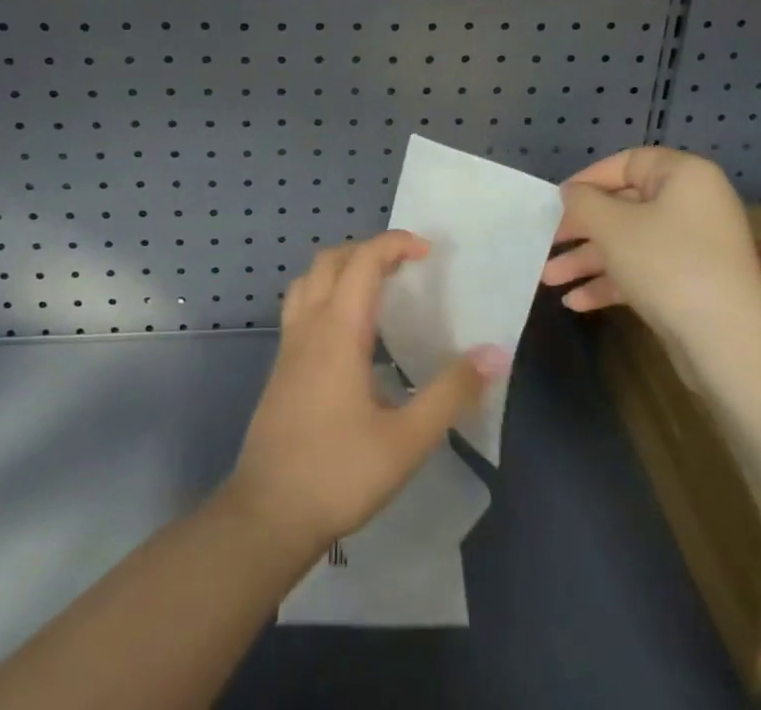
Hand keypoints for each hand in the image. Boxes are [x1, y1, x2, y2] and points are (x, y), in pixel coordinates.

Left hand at [225, 231, 511, 553]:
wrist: (266, 517)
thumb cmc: (338, 474)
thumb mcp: (406, 441)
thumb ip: (450, 394)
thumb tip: (494, 354)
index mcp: (338, 331)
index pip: (364, 261)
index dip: (395, 244)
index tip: (428, 251)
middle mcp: (309, 326)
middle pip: (331, 260)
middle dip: (369, 250)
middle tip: (405, 266)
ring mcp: (289, 346)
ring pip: (308, 280)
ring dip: (342, 268)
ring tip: (376, 288)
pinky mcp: (281, 368)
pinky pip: (301, 306)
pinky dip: (326, 294)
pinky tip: (349, 334)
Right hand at [542, 148, 760, 357]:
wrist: (728, 345)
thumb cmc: (666, 264)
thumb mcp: (612, 226)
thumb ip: (583, 202)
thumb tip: (573, 193)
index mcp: (684, 176)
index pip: (626, 163)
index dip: (588, 180)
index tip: (557, 201)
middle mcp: (693, 204)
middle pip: (625, 207)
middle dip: (581, 230)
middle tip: (547, 242)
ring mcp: (695, 247)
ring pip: (630, 243)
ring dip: (588, 260)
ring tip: (549, 279)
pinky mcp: (693, 284)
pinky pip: (645, 271)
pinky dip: (612, 282)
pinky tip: (576, 302)